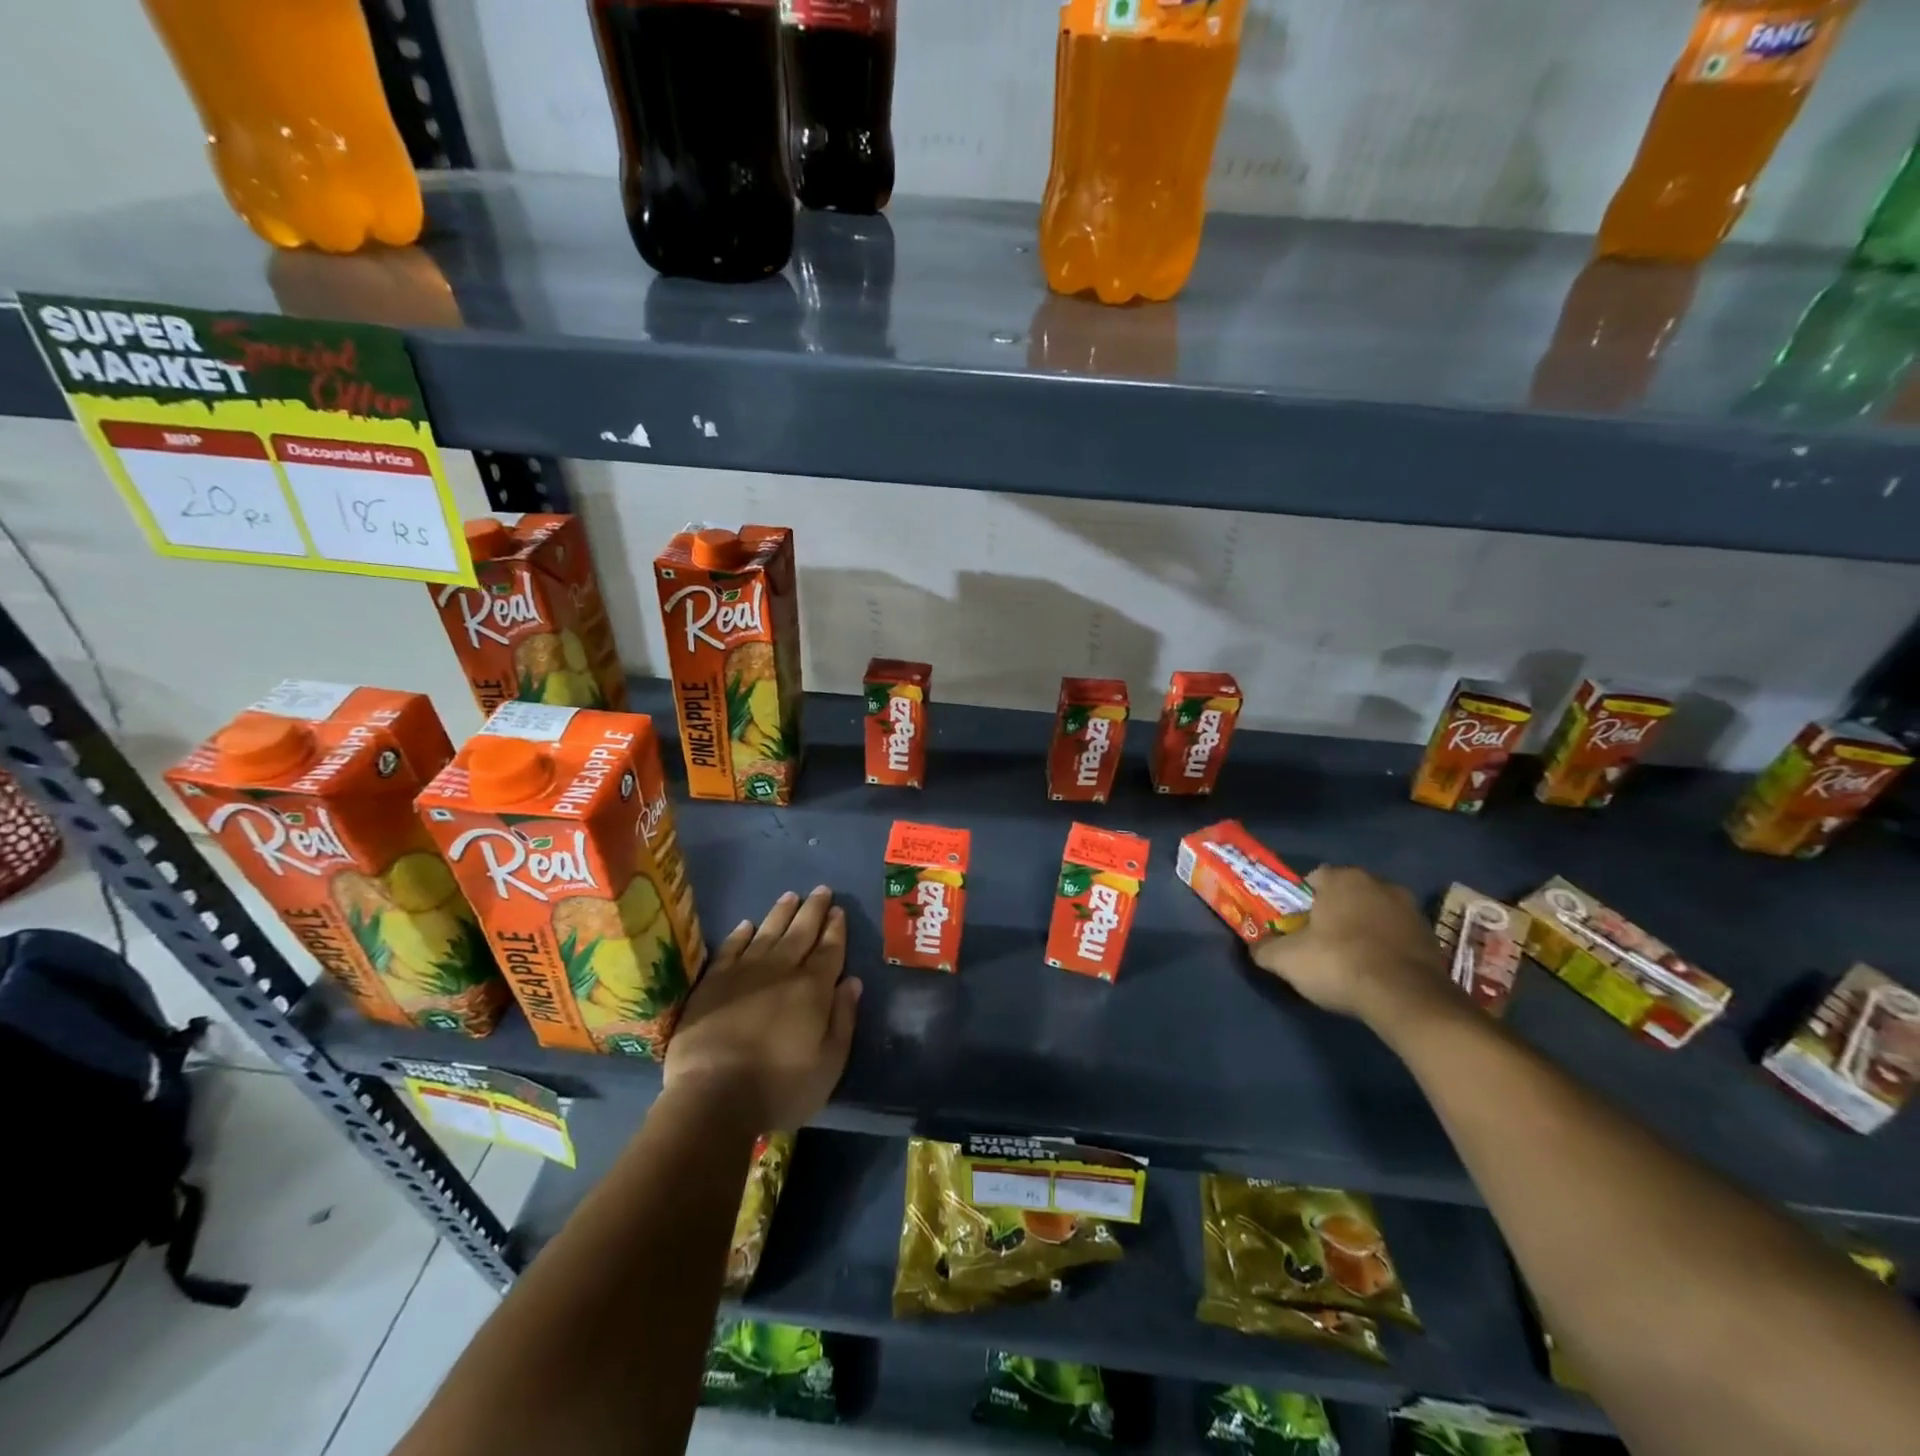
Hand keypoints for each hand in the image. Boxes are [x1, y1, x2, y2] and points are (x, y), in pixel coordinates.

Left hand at [663, 886, 861, 1133]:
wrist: (712, 1098)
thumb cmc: (780, 1088)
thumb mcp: (829, 1063)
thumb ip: (843, 1019)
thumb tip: (852, 982)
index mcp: (813, 989)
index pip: (830, 950)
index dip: (836, 929)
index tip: (839, 910)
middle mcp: (781, 971)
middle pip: (801, 932)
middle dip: (813, 910)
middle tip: (821, 890)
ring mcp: (743, 973)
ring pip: (767, 932)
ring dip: (781, 913)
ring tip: (791, 896)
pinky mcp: (712, 983)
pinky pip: (730, 949)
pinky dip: (740, 934)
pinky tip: (747, 925)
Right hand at [1250, 865, 1460, 1034]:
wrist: (1407, 999)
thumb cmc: (1339, 963)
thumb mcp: (1286, 959)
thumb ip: (1265, 949)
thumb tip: (1256, 947)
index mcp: (1343, 878)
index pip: (1314, 878)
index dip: (1302, 901)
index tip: (1297, 925)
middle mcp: (1379, 883)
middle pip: (1347, 894)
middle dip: (1334, 912)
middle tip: (1320, 941)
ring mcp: (1411, 909)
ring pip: (1375, 913)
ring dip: (1364, 928)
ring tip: (1351, 959)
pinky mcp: (1432, 936)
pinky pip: (1398, 935)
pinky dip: (1387, 947)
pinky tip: (1377, 971)